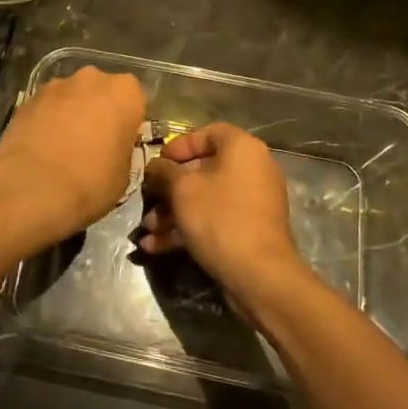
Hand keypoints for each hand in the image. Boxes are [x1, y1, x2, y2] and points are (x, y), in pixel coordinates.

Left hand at [0, 67, 145, 248]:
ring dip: (72, 113)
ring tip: (64, 147)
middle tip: (95, 143)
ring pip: (72, 96)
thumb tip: (112, 146)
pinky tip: (43, 147)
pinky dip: (48, 120)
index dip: (130, 121)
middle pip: (102, 91)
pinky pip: (47, 107)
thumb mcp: (124, 174)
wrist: (30, 189)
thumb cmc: (90, 182)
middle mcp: (91, 78)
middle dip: (99, 111)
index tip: (123, 142)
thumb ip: (123, 148)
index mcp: (125, 92)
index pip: (137, 99)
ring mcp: (56, 85)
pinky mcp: (27, 97)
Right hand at [140, 123, 305, 300]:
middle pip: (203, 170)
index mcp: (242, 149)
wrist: (259, 275)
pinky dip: (188, 229)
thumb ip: (163, 171)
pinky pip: (215, 219)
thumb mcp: (182, 189)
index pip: (208, 133)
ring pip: (205, 198)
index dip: (179, 146)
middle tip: (148, 200)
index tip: (158, 163)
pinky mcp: (250, 229)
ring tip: (147, 231)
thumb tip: (155, 166)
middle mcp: (253, 169)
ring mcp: (253, 202)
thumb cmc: (219, 218)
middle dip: (169, 189)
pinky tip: (156, 247)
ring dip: (173, 213)